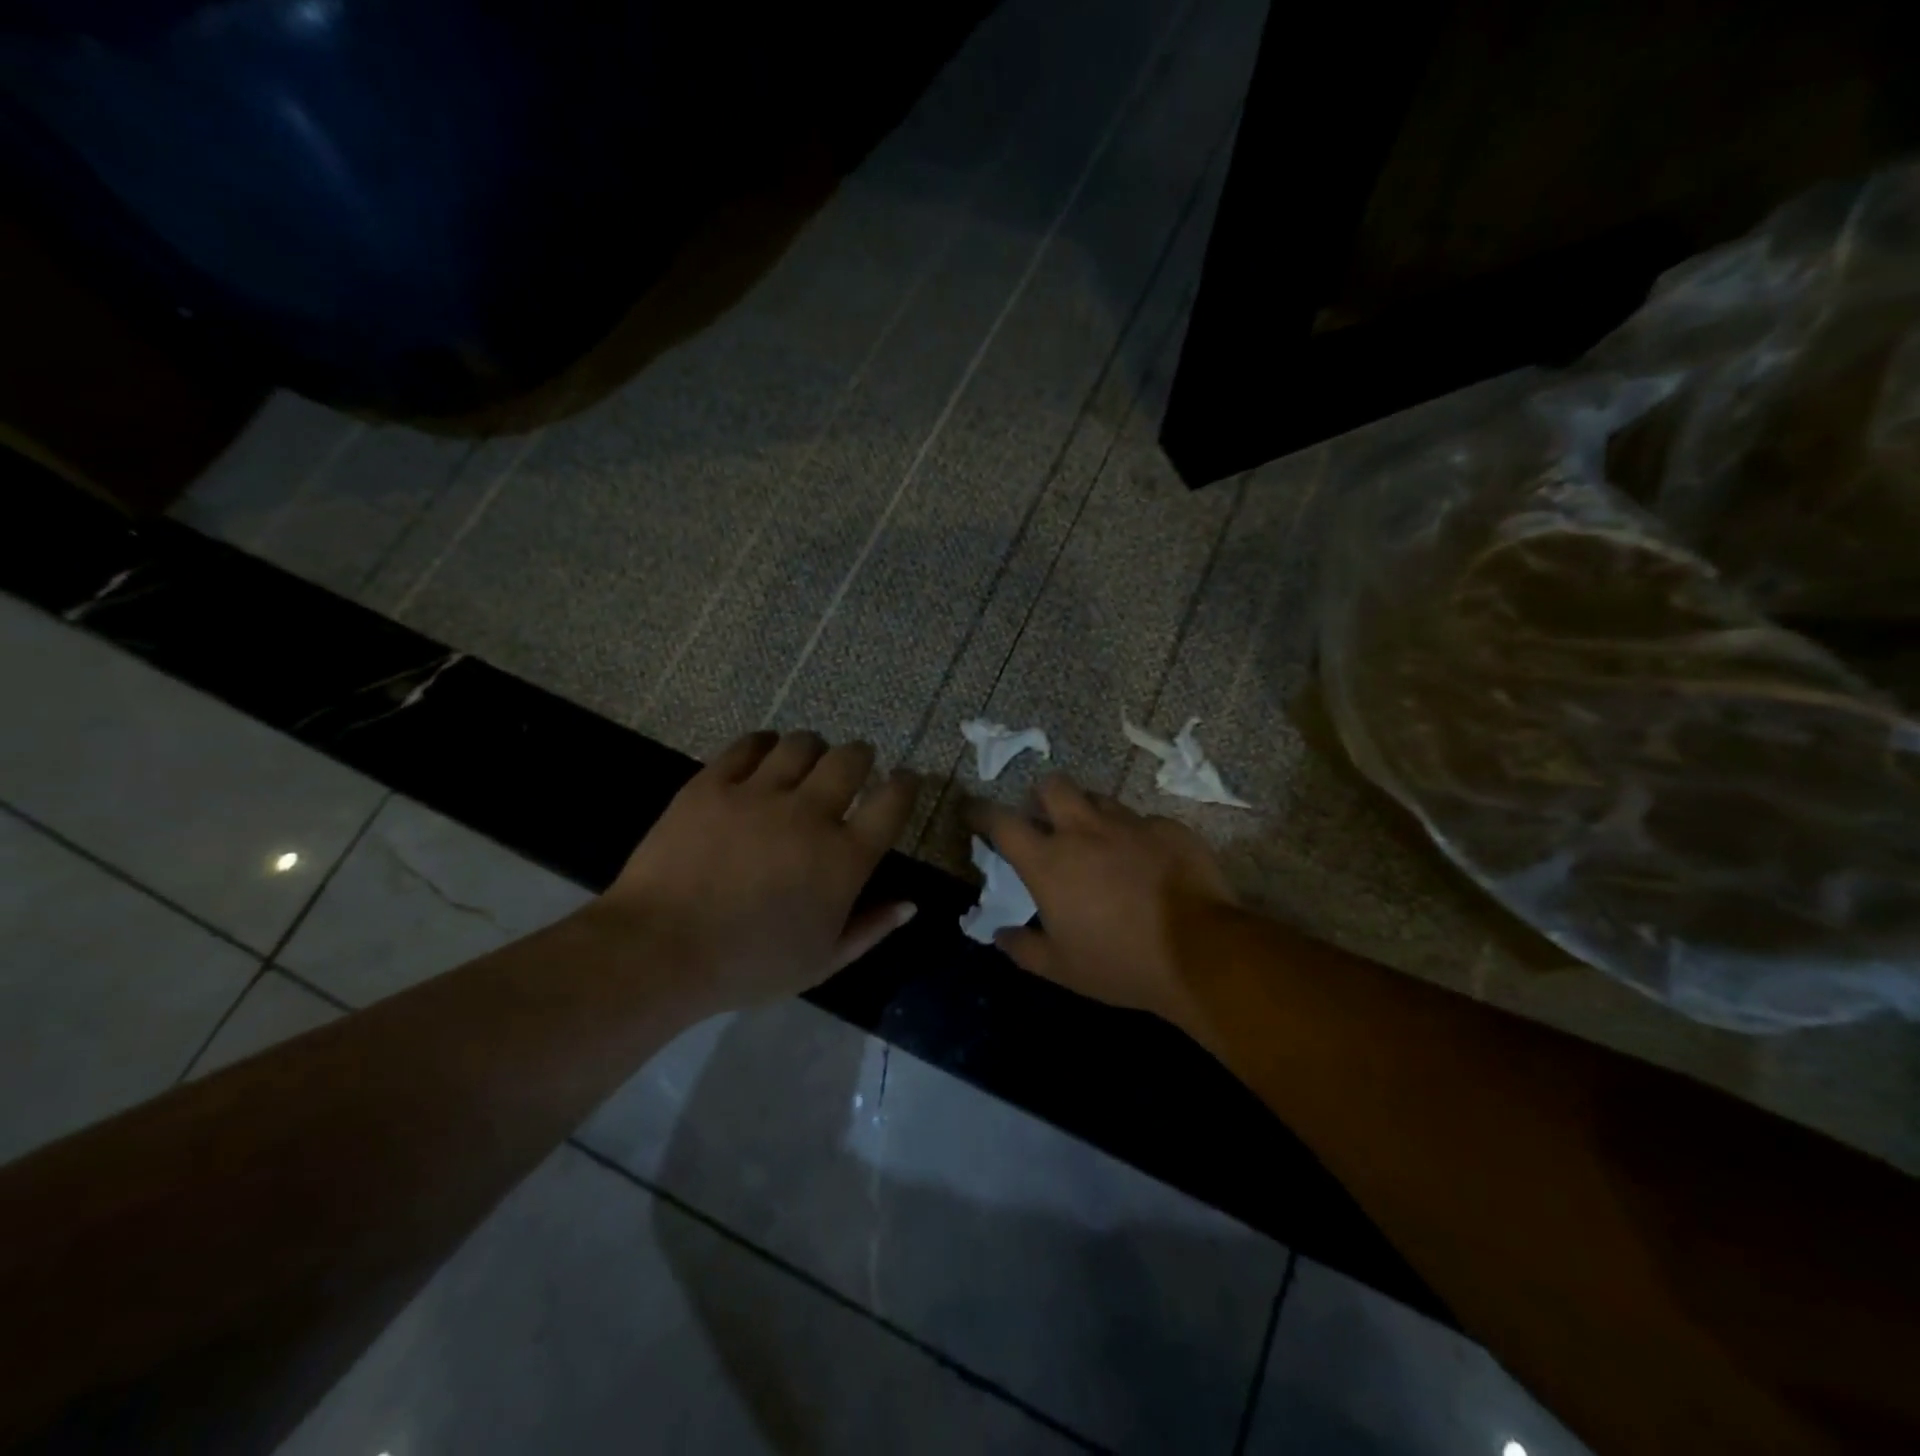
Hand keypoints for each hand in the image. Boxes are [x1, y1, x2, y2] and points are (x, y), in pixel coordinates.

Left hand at [593, 731, 917, 1013]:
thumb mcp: (822, 962)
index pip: (892, 803)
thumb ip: (871, 929)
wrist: (660, 950)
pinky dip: (764, 745)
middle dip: (862, 756)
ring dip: (814, 748)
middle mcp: (809, 814)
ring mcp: (758, 794)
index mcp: (843, 858)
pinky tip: (763, 755)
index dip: (906, 785)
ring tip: (807, 760)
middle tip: (855, 765)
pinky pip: (748, 745)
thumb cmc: (749, 965)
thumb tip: (910, 904)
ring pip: (801, 744)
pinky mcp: (713, 784)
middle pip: (850, 759)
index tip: (905, 781)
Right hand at [968, 775, 1238, 1029]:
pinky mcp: (1169, 828)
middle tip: (1045, 819)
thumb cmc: (1120, 963)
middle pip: (1052, 786)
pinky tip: (1146, 861)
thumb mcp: (1061, 969)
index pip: (1001, 822)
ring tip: (1097, 840)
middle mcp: (1084, 830)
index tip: (971, 810)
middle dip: (1041, 796)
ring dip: (1088, 813)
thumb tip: (1001, 935)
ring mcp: (1130, 824)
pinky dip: (1134, 836)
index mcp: (1049, 861)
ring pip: (1098, 799)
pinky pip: (1142, 821)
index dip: (980, 812)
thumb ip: (1023, 948)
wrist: (1201, 952)